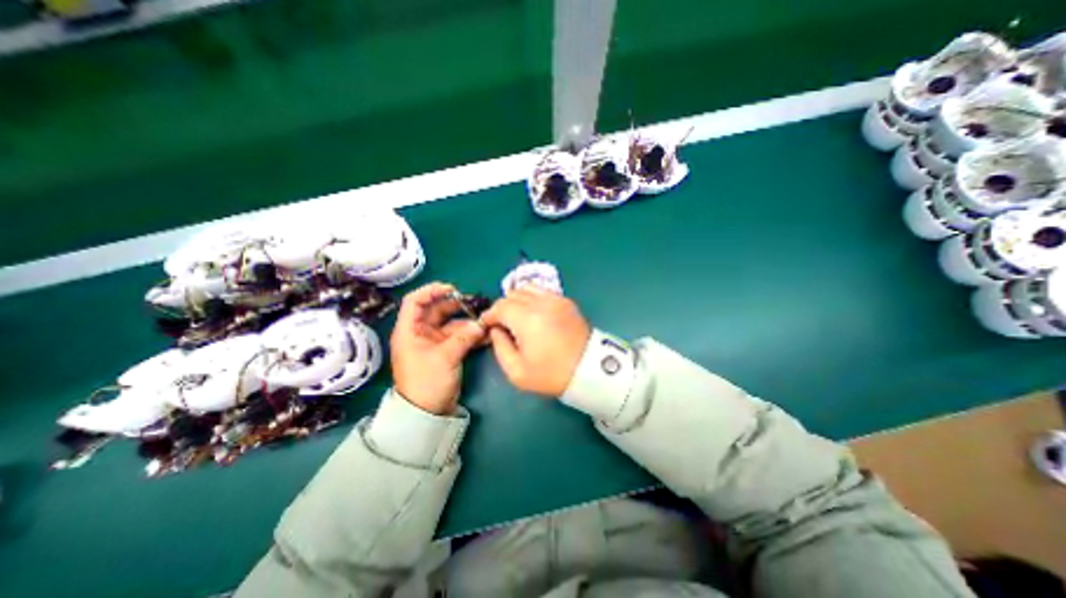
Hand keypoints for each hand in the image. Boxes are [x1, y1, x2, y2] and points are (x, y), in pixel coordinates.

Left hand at [391, 284, 486, 413]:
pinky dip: (471, 335)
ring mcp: (434, 342)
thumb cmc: (426, 382)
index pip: (414, 301)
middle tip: (476, 305)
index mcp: (410, 331)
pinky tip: (486, 335)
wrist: (427, 413)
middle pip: (437, 311)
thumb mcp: (444, 357)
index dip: (431, 291)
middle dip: (456, 307)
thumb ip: (464, 337)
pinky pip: (459, 337)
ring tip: (486, 322)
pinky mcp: (446, 351)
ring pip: (451, 324)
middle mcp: (421, 333)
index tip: (452, 289)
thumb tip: (481, 324)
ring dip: (468, 322)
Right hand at [481, 286, 591, 396]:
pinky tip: (534, 313)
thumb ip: (499, 347)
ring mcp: (556, 299)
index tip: (487, 325)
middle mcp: (541, 303)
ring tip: (518, 316)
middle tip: (502, 324)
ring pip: (527, 288)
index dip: (489, 315)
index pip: (500, 306)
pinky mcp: (566, 301)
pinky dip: (533, 298)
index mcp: (527, 319)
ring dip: (517, 299)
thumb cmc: (551, 374)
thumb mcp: (516, 371)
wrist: (589, 370)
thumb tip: (496, 329)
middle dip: (502, 307)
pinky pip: (543, 291)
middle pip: (512, 295)